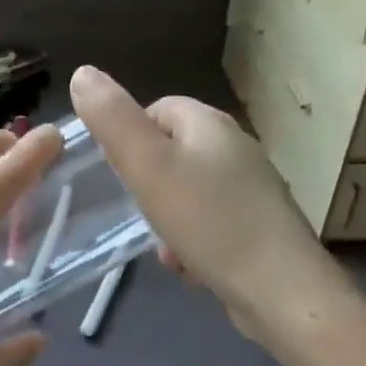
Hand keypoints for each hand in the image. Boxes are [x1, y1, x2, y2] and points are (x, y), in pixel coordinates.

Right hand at [69, 66, 352, 341]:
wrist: (283, 293)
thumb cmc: (208, 220)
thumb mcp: (147, 165)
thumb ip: (111, 119)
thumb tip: (82, 73)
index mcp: (210, 123)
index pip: (157, 109)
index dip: (131, 138)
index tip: (122, 173)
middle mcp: (236, 147)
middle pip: (172, 152)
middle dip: (149, 184)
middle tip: (142, 211)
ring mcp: (253, 188)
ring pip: (189, 192)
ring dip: (169, 218)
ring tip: (168, 248)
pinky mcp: (261, 226)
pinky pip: (212, 222)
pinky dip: (195, 240)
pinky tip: (192, 267)